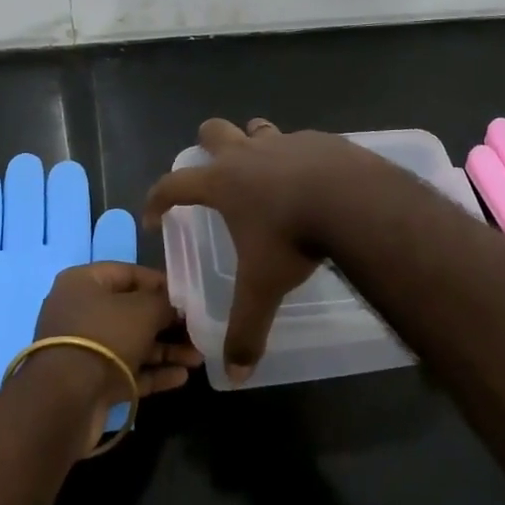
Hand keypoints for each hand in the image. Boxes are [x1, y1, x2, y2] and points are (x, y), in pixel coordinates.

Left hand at [29, 262, 201, 450]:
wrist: (65, 401)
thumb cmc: (105, 337)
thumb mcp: (143, 310)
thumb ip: (164, 303)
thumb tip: (176, 306)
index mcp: (84, 282)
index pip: (129, 273)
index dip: (161, 282)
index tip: (189, 294)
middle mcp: (81, 311)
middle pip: (132, 311)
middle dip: (167, 322)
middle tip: (198, 329)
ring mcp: (84, 349)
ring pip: (132, 343)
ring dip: (165, 350)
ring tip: (198, 357)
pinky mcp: (90, 381)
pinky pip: (126, 370)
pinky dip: (152, 372)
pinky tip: (182, 377)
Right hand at [142, 118, 402, 383]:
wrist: (350, 199)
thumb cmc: (292, 237)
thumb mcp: (264, 287)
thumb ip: (246, 329)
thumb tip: (236, 375)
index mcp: (223, 183)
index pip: (174, 184)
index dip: (157, 198)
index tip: (153, 217)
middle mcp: (247, 154)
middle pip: (213, 132)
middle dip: (206, 145)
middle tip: (213, 173)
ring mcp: (284, 141)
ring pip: (257, 129)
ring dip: (253, 142)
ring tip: (263, 170)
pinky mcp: (318, 140)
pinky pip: (298, 142)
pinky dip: (296, 157)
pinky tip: (312, 181)